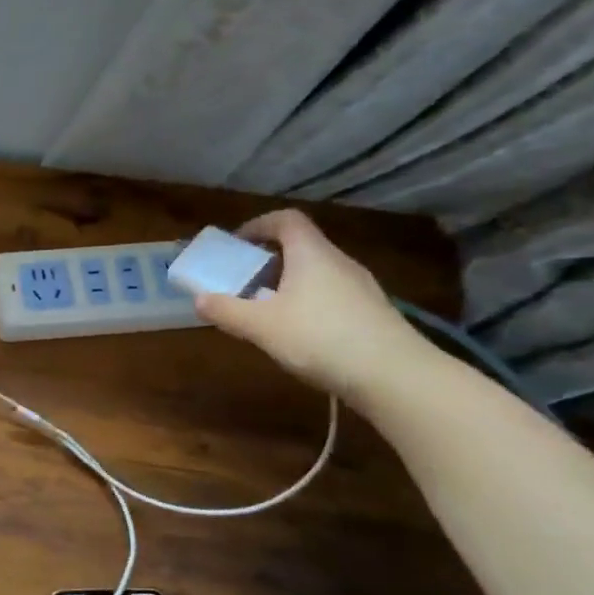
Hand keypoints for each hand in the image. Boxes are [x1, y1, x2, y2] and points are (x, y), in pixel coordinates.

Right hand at [193, 210, 432, 409]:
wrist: (394, 375)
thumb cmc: (320, 338)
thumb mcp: (262, 327)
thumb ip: (227, 311)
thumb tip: (199, 299)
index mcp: (312, 254)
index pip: (286, 219)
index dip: (259, 225)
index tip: (237, 244)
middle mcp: (339, 262)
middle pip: (302, 246)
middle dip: (269, 260)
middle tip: (244, 281)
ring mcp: (361, 287)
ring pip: (318, 273)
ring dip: (289, 283)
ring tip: (268, 310)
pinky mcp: (373, 313)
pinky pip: (333, 296)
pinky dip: (310, 303)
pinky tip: (301, 334)